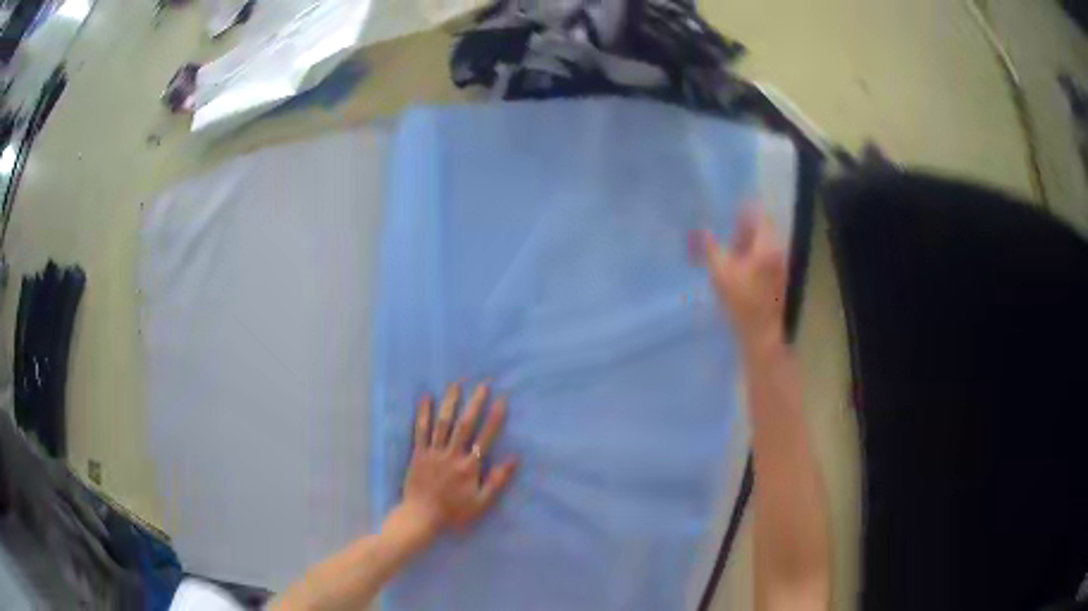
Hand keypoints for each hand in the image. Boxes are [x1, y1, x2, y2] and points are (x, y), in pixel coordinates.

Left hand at [397, 382, 516, 540]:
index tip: (502, 399)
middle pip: (465, 424)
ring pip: (443, 423)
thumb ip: (497, 481)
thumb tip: (514, 459)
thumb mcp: (481, 503)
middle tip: (482, 384)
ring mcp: (433, 452)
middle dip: (474, 403)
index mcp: (469, 467)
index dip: (495, 417)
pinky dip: (423, 413)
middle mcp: (452, 454)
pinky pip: (420, 430)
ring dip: (450, 402)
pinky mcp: (417, 453)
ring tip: (456, 384)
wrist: (421, 517)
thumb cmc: (453, 512)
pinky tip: (426, 398)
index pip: (485, 437)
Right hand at [702, 208, 786, 350]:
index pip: (759, 215)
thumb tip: (702, 230)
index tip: (732, 206)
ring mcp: (781, 266)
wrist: (763, 334)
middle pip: (763, 229)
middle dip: (745, 228)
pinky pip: (767, 258)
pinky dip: (755, 257)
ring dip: (749, 243)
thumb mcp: (720, 273)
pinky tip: (741, 268)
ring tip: (731, 251)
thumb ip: (710, 248)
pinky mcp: (780, 280)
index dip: (745, 209)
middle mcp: (778, 251)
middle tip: (728, 231)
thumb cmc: (742, 302)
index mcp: (766, 245)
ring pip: (765, 245)